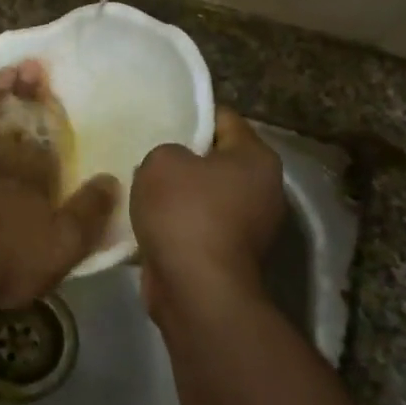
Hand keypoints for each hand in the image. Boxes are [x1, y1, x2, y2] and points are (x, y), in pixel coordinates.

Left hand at [0, 62, 118, 311]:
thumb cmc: (6, 263)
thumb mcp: (63, 247)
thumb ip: (88, 212)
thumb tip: (111, 179)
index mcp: (32, 181)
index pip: (46, 142)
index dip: (50, 113)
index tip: (52, 82)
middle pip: (15, 128)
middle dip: (24, 97)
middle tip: (29, 65)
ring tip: (1, 73)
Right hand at [131, 109, 285, 319]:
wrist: (197, 290)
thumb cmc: (185, 213)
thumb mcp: (162, 161)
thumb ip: (166, 150)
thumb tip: (172, 167)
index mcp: (257, 158)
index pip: (224, 118)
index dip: (191, 115)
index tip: (160, 119)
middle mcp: (264, 190)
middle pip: (216, 159)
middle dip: (183, 158)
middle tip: (146, 154)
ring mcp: (251, 227)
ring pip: (206, 196)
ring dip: (178, 195)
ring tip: (141, 188)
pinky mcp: (231, 256)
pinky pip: (199, 227)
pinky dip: (178, 225)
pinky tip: (149, 222)